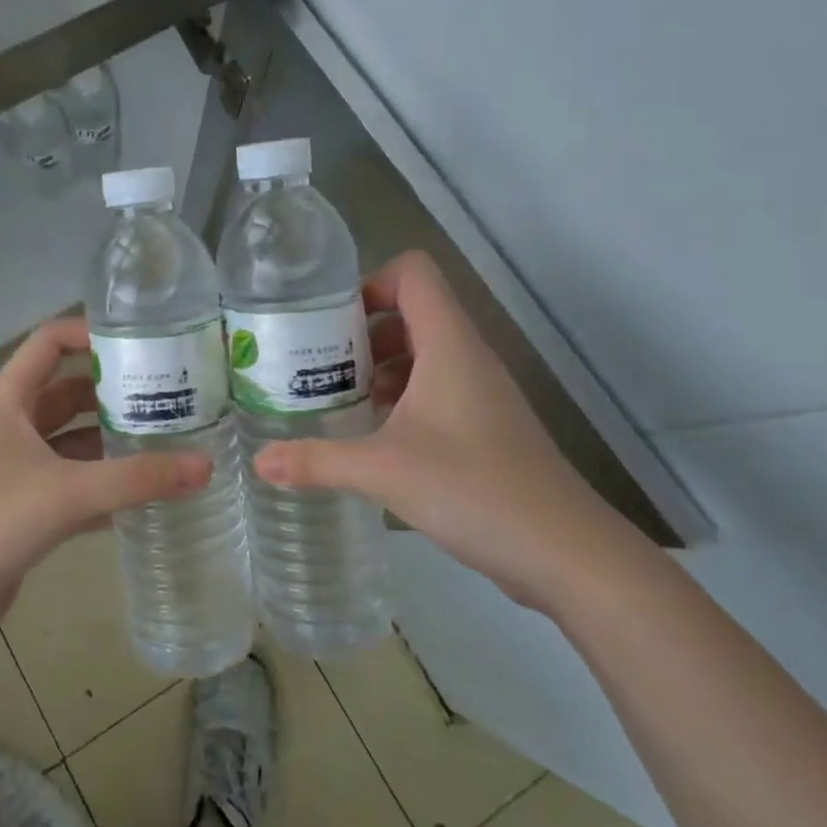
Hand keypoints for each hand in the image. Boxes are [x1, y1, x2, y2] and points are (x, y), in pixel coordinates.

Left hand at [0, 316, 210, 653]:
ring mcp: (16, 468)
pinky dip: (103, 484)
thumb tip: (205, 465)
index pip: (49, 343)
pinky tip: (144, 495)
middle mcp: (11, 427)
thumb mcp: (67, 493)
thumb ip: (137, 479)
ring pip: (73, 442)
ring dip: (112, 442)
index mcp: (8, 402)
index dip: (90, 333)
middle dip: (114, 394)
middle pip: (69, 393)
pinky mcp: (23, 507)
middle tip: (170, 397)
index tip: (140, 343)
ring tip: (168, 442)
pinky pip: (71, 483)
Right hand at [252, 251, 642, 611]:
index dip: (369, 283)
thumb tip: (260, 461)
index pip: (413, 273)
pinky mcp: (486, 426)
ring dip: (379, 369)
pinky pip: (436, 389)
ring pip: (422, 353)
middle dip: (361, 333)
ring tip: (340, 403)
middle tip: (319, 366)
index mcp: (449, 344)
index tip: (329, 324)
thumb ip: (317, 460)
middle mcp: (467, 356)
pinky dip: (401, 399)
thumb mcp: (383, 470)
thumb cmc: (474, 489)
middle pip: (410, 312)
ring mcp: (480, 392)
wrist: (566, 554)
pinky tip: (375, 438)